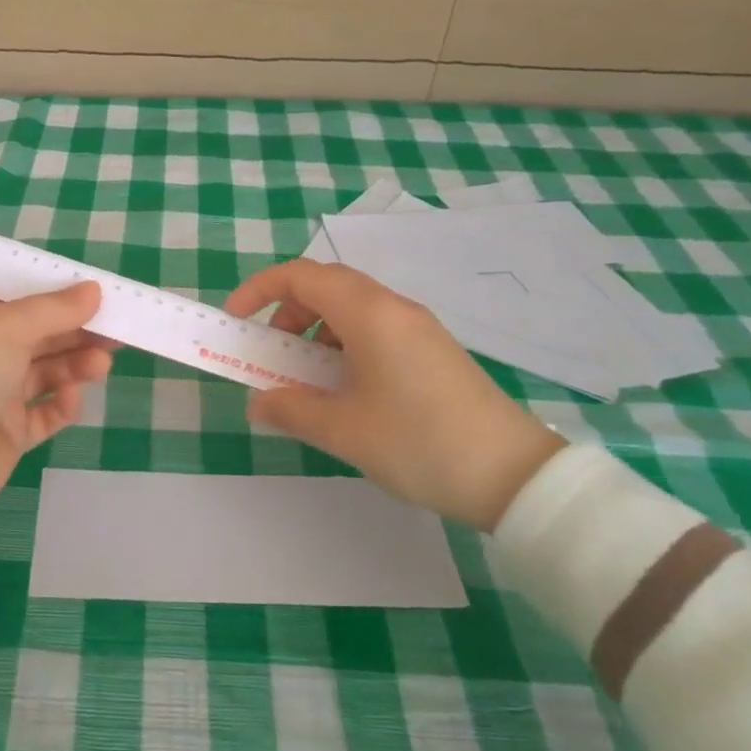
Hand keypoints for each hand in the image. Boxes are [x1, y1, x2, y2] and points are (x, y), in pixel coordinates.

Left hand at [0, 283, 113, 510]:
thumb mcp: (7, 327)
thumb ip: (54, 308)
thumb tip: (94, 289)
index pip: (24, 300)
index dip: (62, 296)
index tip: (100, 296)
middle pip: (42, 335)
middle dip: (79, 331)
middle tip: (118, 331)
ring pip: (48, 372)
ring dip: (76, 365)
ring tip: (101, 365)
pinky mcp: (9, 432)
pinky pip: (45, 413)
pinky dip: (62, 403)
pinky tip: (71, 397)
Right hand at [224, 260, 565, 530]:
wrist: (513, 475)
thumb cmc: (419, 443)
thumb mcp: (344, 430)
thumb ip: (291, 408)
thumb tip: (258, 402)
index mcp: (369, 314)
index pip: (301, 276)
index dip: (260, 289)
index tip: (236, 319)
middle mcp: (394, 307)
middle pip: (326, 286)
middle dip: (287, 312)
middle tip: (272, 352)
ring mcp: (418, 326)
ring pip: (351, 307)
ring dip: (316, 330)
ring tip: (307, 378)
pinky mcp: (432, 348)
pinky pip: (375, 328)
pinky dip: (344, 343)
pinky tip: (346, 389)